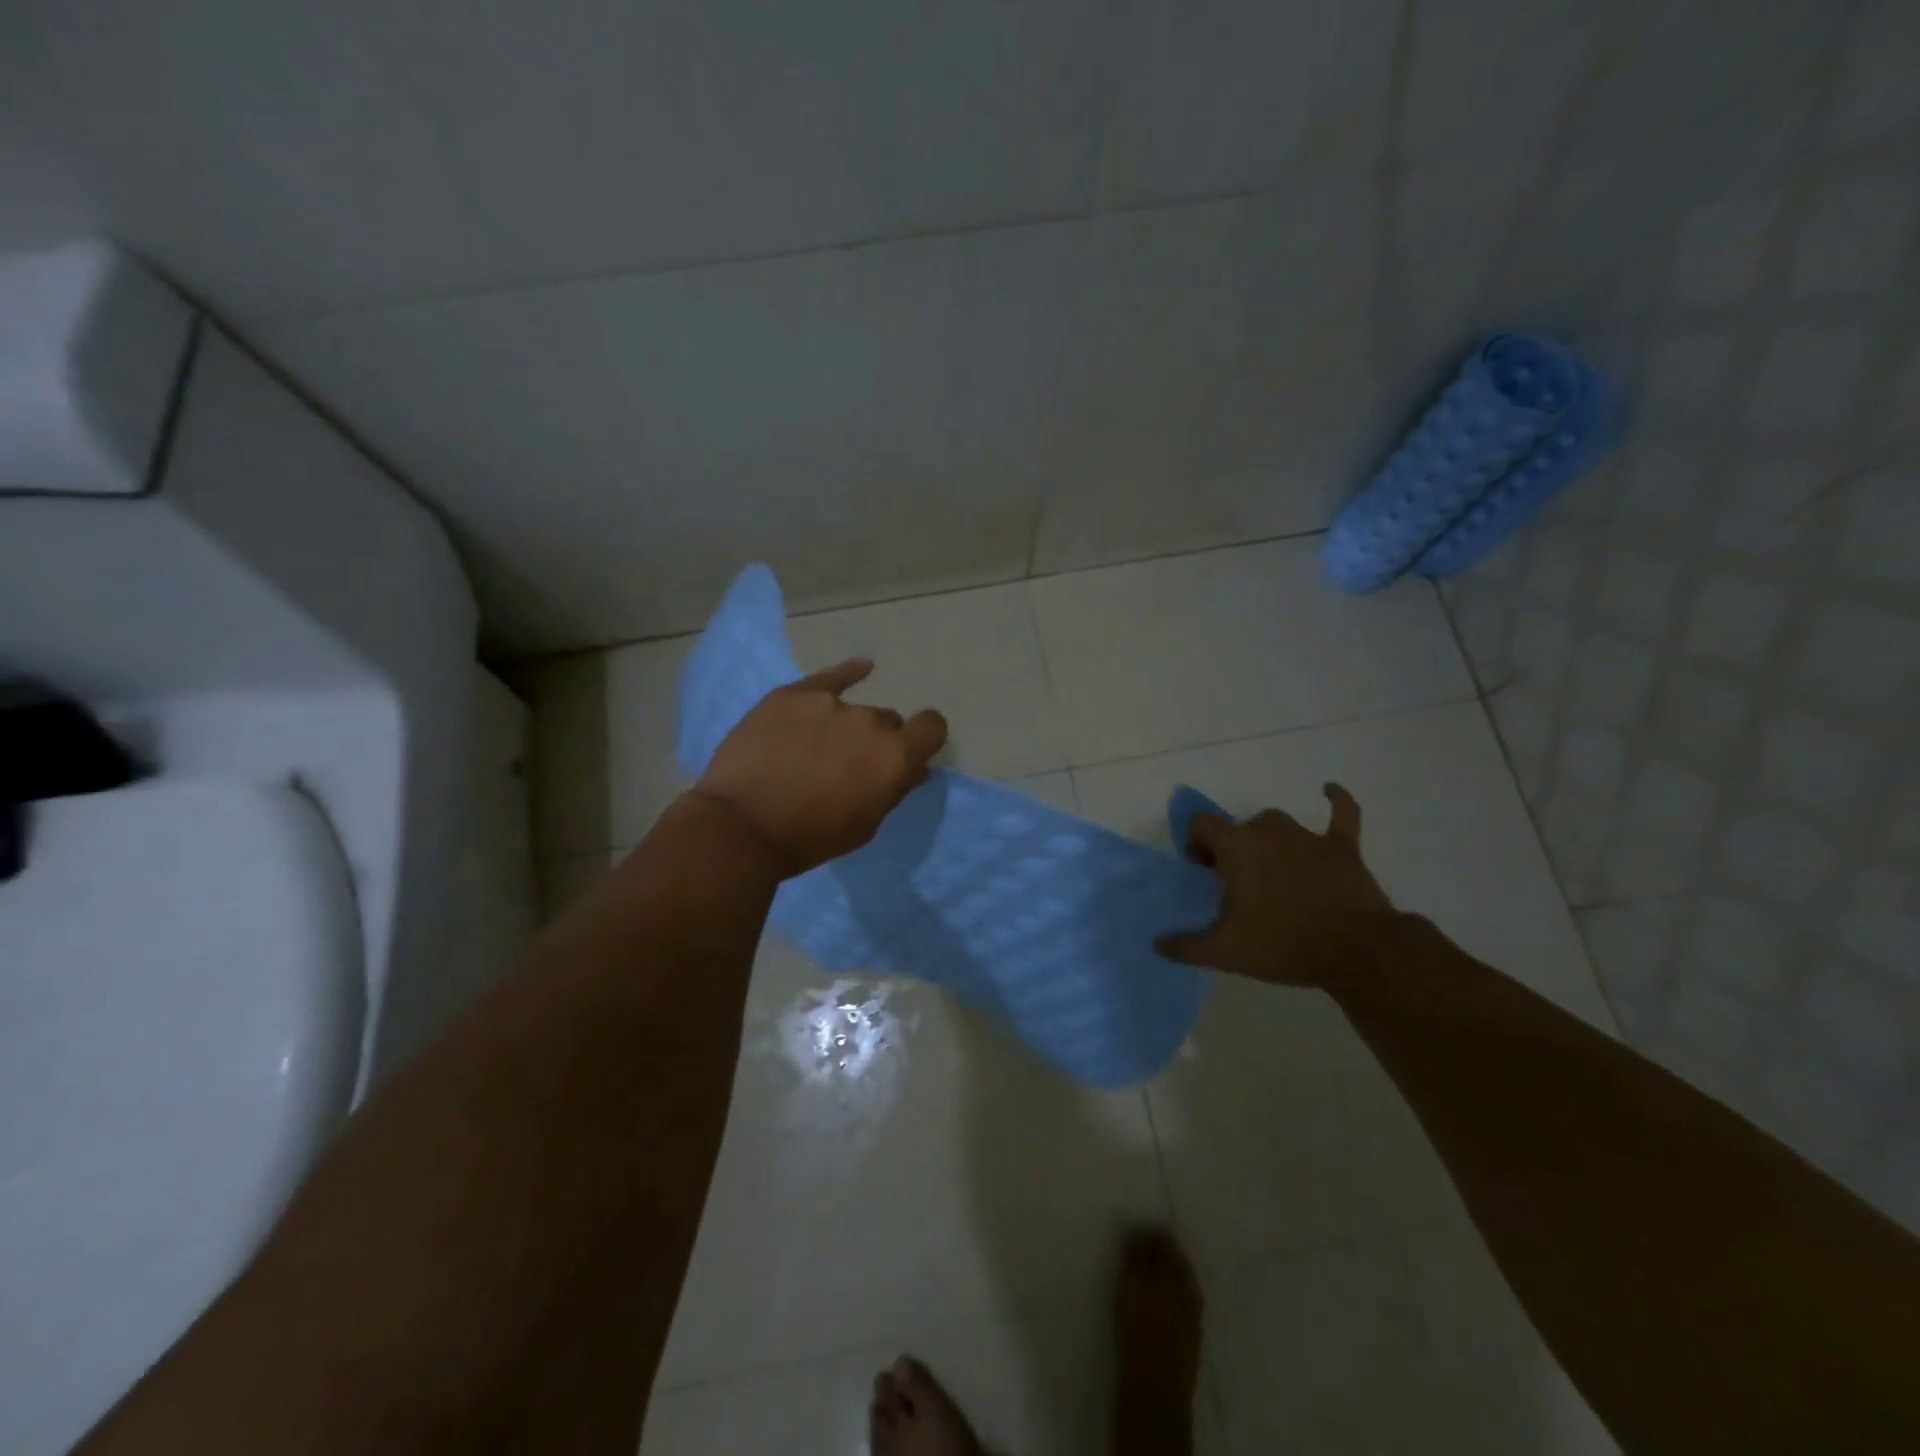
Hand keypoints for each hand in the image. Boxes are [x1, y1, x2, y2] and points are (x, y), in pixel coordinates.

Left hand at [690, 659, 947, 876]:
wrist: (741, 827)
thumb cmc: (809, 838)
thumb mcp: (865, 826)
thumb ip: (893, 790)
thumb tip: (913, 768)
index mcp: (894, 756)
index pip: (932, 727)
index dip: (924, 738)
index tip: (910, 752)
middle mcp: (869, 721)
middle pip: (886, 722)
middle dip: (875, 741)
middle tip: (846, 765)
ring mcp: (829, 703)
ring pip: (852, 709)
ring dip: (844, 725)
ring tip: (813, 748)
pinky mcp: (791, 695)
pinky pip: (830, 677)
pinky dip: (847, 674)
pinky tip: (861, 667)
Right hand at [1156, 784, 1394, 985]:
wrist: (1357, 950)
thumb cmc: (1283, 943)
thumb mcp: (1225, 951)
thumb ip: (1186, 946)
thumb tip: (1157, 944)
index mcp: (1237, 847)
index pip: (1201, 824)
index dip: (1195, 842)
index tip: (1202, 871)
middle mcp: (1269, 831)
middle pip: (1239, 827)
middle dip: (1231, 848)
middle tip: (1234, 883)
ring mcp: (1309, 837)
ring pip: (1278, 823)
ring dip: (1267, 838)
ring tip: (1268, 867)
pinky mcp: (1343, 847)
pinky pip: (1342, 813)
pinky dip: (1336, 800)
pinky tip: (1329, 790)